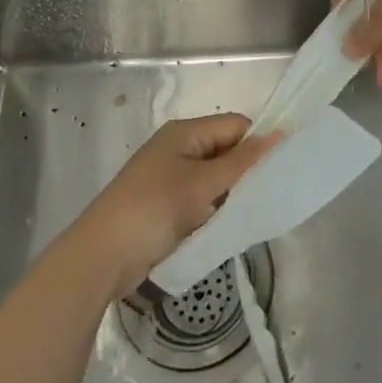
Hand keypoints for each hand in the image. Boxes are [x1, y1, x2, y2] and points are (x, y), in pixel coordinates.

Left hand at [75, 114, 274, 294]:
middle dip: (245, 169)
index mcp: (184, 133)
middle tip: (267, 192)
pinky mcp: (164, 205)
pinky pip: (200, 198)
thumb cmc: (153, 210)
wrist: (100, 257)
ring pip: (214, 177)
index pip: (235, 126)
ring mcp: (169, 178)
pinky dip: (213, 208)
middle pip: (225, 149)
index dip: (257, 142)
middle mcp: (177, 149)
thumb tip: (279, 134)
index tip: (280, 168)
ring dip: (229, 192)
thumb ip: (243, 160)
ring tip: (249, 210)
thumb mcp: (203, 183)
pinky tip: (225, 224)